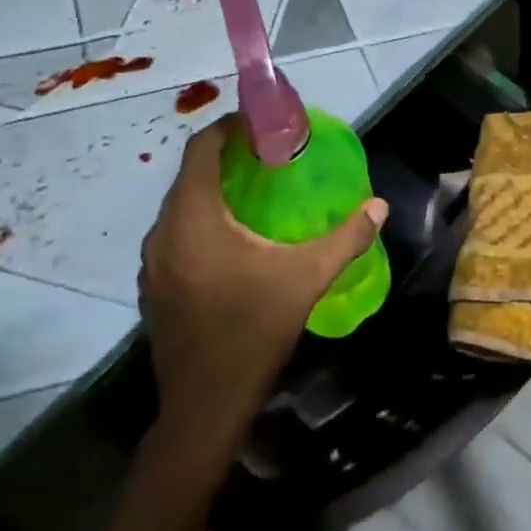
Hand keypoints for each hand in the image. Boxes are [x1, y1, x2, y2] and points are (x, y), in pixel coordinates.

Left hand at [140, 116, 387, 442]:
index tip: (261, 125)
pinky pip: (176, 237)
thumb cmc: (253, 329)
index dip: (228, 128)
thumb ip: (346, 238)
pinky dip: (201, 224)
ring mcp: (152, 263)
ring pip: (181, 208)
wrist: (205, 405)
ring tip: (254, 196)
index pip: (201, 149)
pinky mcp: (153, 288)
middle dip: (226, 159)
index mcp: (194, 217)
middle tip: (268, 159)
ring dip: (213, 193)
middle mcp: (163, 232)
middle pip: (190, 176)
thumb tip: (378, 207)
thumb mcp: (307, 278)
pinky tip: (233, 245)